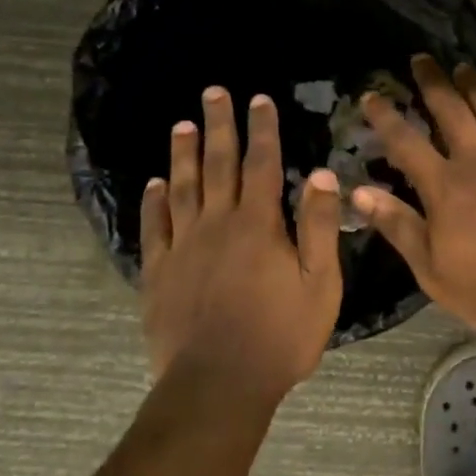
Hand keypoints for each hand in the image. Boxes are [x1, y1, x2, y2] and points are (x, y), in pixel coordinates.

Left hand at [140, 87, 343, 394]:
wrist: (219, 383)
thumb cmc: (280, 335)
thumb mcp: (319, 284)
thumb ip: (318, 227)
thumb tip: (321, 174)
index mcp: (258, 225)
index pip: (261, 165)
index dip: (262, 130)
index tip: (258, 99)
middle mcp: (217, 224)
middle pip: (218, 166)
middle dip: (219, 126)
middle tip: (213, 92)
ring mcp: (183, 247)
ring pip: (182, 189)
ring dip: (184, 154)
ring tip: (182, 125)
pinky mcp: (159, 273)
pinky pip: (154, 228)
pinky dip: (154, 202)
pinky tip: (155, 184)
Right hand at [353, 56, 475, 336]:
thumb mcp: (430, 267)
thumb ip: (398, 225)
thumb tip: (360, 192)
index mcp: (446, 186)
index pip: (407, 141)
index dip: (386, 116)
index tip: (372, 95)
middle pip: (453, 111)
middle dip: (434, 82)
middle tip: (422, 59)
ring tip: (465, 69)